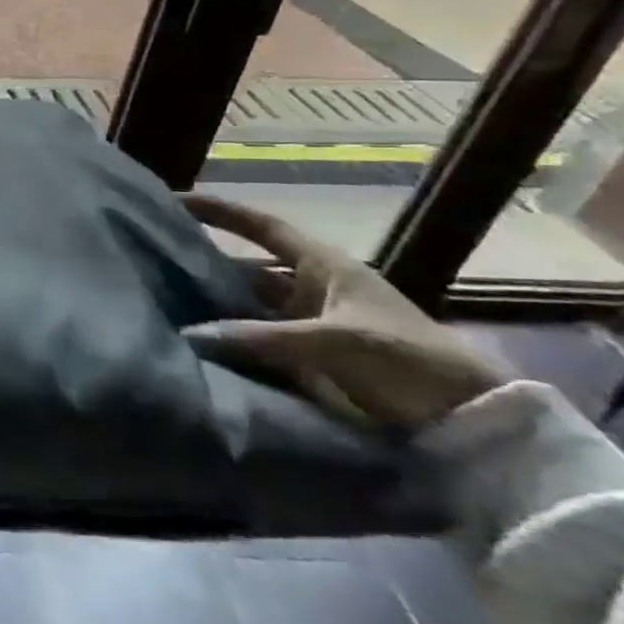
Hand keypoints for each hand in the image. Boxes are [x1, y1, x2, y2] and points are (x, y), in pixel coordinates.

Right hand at [182, 193, 509, 429]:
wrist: (471, 422)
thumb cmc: (408, 361)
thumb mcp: (335, 342)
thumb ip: (260, 337)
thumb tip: (189, 334)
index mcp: (324, 266)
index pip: (261, 226)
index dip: (220, 211)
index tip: (173, 200)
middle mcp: (311, 288)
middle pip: (245, 266)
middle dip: (204, 262)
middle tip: (153, 259)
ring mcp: (309, 324)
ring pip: (248, 305)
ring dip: (214, 305)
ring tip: (164, 301)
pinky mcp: (309, 359)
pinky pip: (256, 340)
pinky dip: (228, 339)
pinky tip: (196, 341)